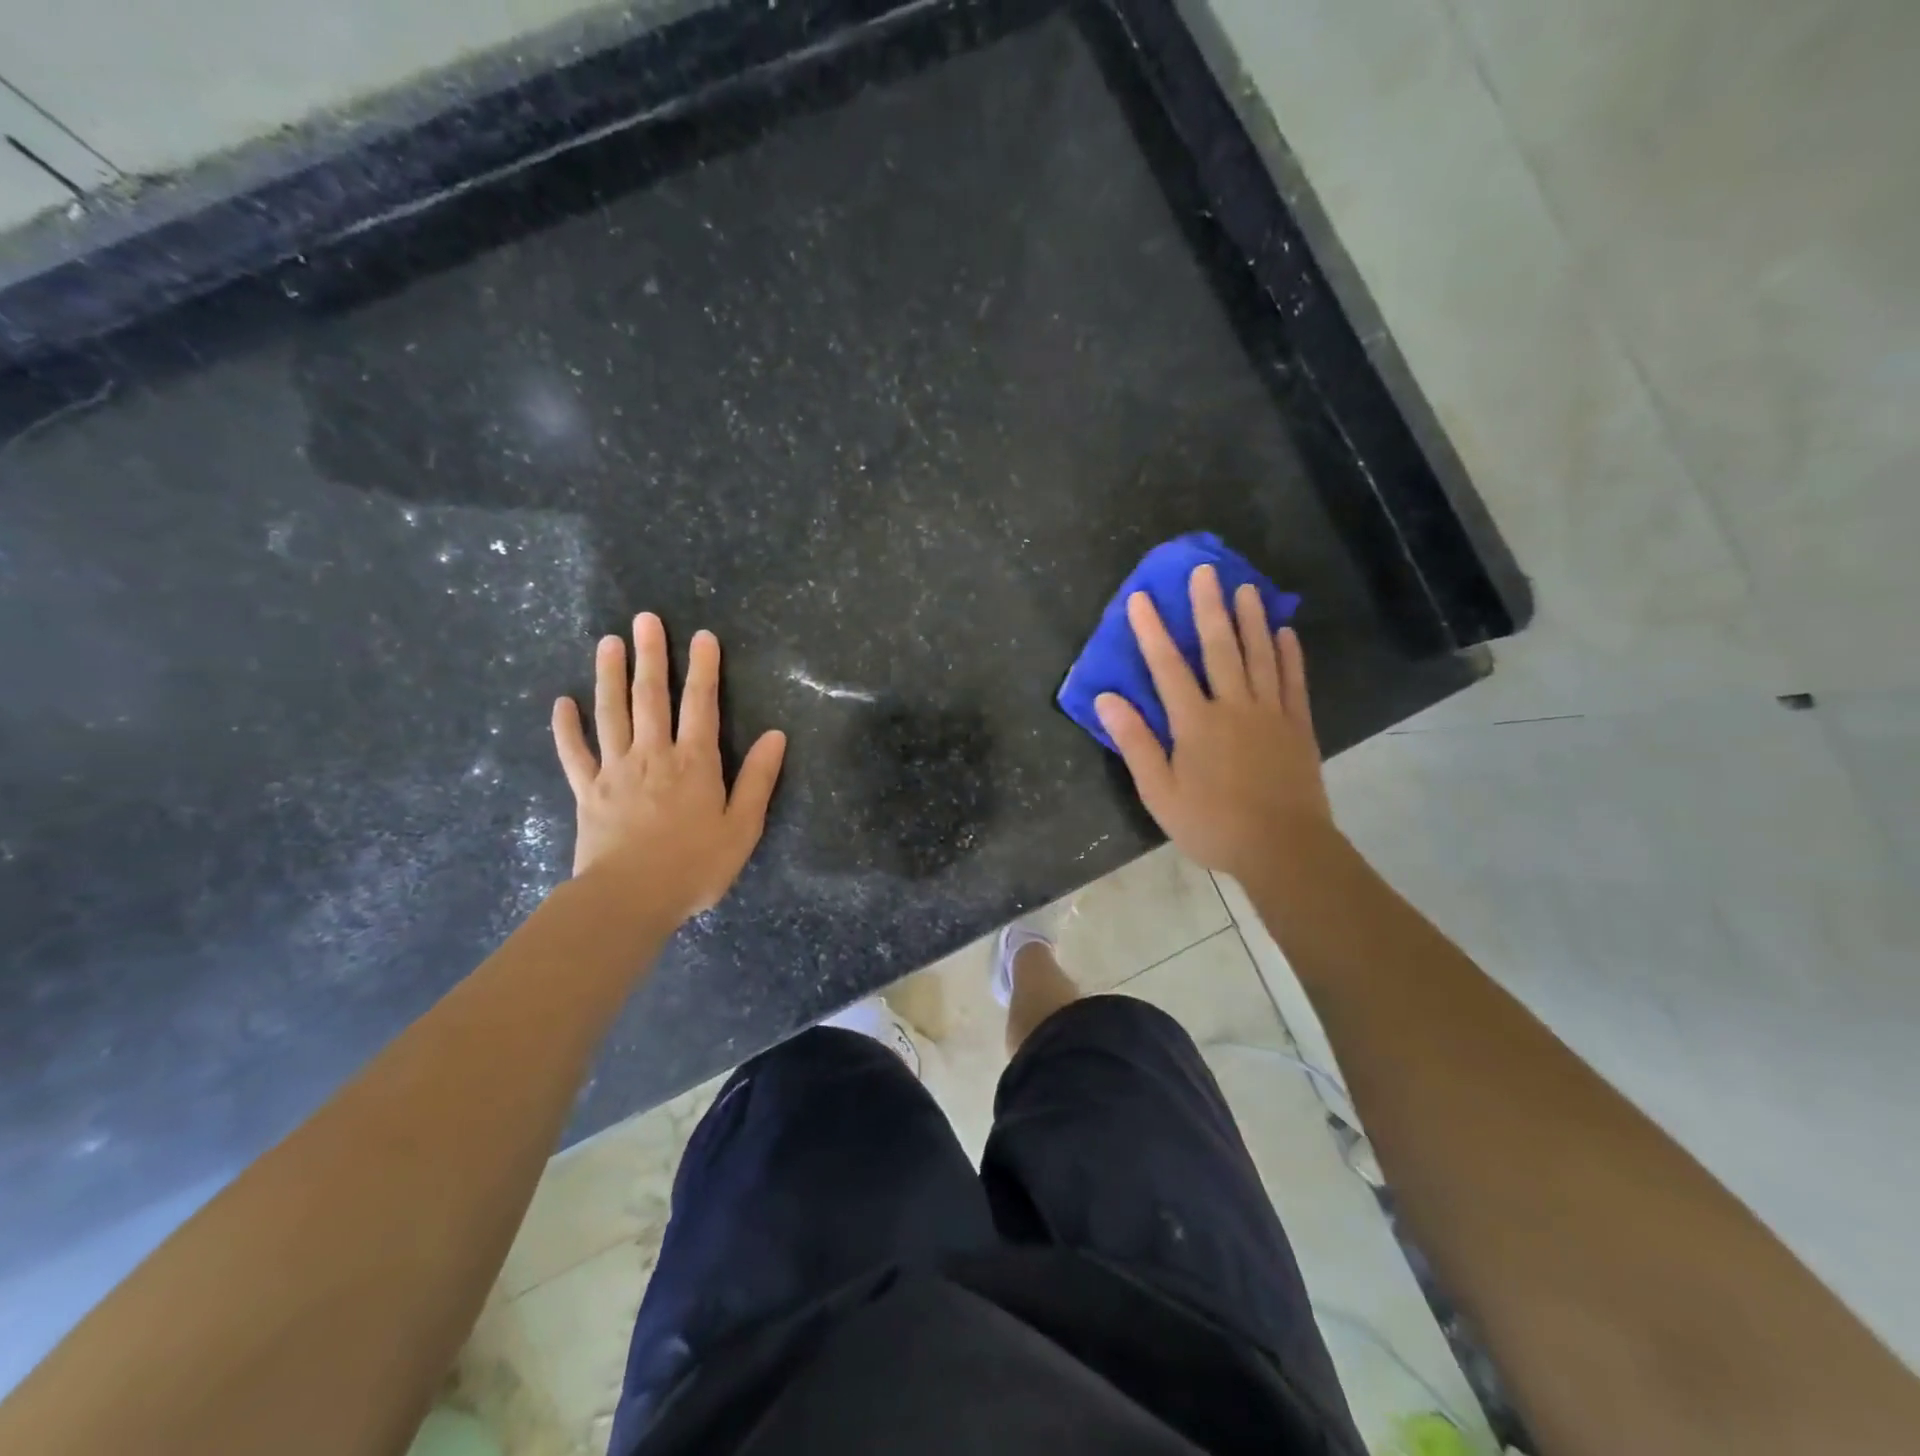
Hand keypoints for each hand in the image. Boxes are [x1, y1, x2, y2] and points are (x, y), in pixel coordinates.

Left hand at [552, 613, 786, 921]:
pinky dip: (566, 727)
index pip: (701, 705)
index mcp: (694, 762)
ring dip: (609, 675)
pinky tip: (562, 702)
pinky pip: (574, 752)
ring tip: (608, 642)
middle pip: (651, 696)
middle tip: (645, 620)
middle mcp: (653, 755)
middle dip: (651, 655)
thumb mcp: (742, 827)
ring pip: (611, 712)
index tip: (703, 636)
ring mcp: (615, 770)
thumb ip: (758, 779)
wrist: (629, 899)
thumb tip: (776, 735)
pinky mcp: (587, 791)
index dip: (704, 668)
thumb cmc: (694, 866)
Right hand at [1095, 564, 1331, 883]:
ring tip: (1246, 587)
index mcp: (1195, 723)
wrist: (1284, 848)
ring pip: (1260, 656)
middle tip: (1205, 570)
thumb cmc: (1212, 824)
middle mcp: (1233, 706)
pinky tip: (1286, 633)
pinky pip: (1293, 682)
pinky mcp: (1298, 727)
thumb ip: (1135, 743)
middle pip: (1219, 648)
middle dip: (1208, 607)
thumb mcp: (1159, 792)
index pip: (1168, 667)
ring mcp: (1270, 714)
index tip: (1141, 598)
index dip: (1152, 631)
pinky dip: (1290, 655)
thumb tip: (1107, 699)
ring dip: (1251, 620)